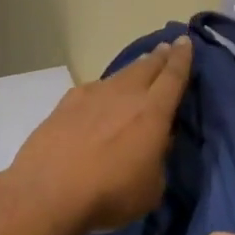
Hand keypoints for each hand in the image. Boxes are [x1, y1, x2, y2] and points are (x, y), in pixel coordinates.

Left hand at [5, 36, 193, 232]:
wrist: (48, 193)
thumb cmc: (110, 194)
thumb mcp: (151, 187)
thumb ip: (158, 159)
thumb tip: (156, 143)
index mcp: (153, 112)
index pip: (174, 76)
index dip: (182, 57)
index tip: (185, 41)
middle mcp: (125, 95)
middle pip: (147, 66)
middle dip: (160, 56)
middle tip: (167, 48)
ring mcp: (93, 96)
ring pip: (120, 74)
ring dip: (134, 69)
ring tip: (141, 66)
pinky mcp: (66, 104)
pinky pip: (94, 88)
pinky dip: (105, 88)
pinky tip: (101, 95)